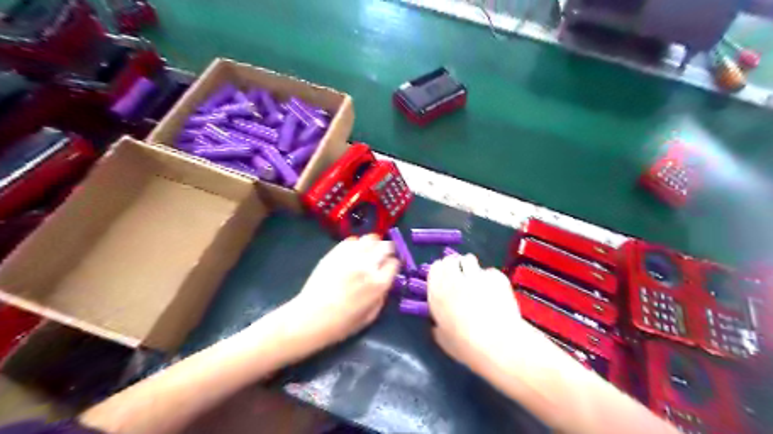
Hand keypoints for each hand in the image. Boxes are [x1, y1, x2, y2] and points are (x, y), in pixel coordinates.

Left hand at [287, 234, 400, 348]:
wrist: (311, 317)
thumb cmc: (342, 324)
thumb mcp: (370, 316)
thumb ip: (382, 296)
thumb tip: (385, 283)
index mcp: (378, 283)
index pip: (394, 263)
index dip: (394, 265)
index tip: (390, 268)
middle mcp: (367, 265)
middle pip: (386, 246)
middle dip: (387, 250)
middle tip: (383, 256)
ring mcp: (350, 256)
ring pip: (370, 238)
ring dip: (373, 244)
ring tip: (368, 252)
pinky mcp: (335, 252)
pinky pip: (352, 240)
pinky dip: (356, 244)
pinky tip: (353, 253)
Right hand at [425, 257, 521, 370]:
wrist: (497, 343)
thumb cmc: (465, 345)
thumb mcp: (443, 339)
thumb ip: (438, 327)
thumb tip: (438, 324)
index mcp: (437, 292)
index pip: (435, 268)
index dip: (441, 272)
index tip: (445, 279)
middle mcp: (454, 279)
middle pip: (451, 260)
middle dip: (455, 265)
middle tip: (461, 276)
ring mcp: (476, 275)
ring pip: (469, 259)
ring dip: (471, 266)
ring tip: (477, 279)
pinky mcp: (496, 277)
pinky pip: (490, 272)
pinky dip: (491, 278)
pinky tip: (495, 290)